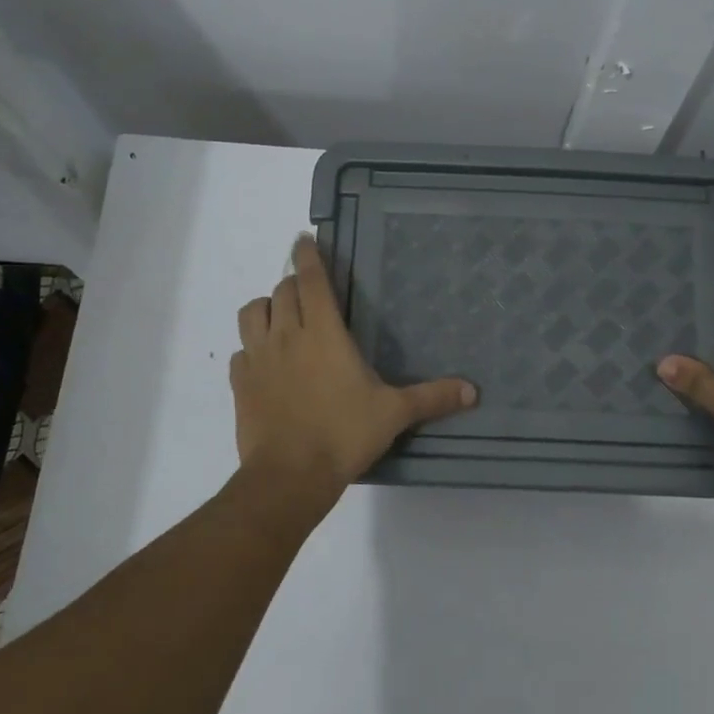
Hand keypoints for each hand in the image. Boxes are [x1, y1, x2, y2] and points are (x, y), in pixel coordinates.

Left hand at [231, 236, 477, 489]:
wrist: (290, 474)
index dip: (308, 256)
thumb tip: (473, 391)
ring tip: (280, 317)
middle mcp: (287, 336)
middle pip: (281, 291)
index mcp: (323, 333)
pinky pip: (239, 352)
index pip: (312, 280)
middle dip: (294, 283)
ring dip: (266, 308)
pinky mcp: (240, 383)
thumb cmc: (344, 434)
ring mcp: (258, 358)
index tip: (303, 239)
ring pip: (251, 313)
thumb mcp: (394, 414)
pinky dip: (251, 347)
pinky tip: (264, 362)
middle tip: (308, 290)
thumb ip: (432, 398)